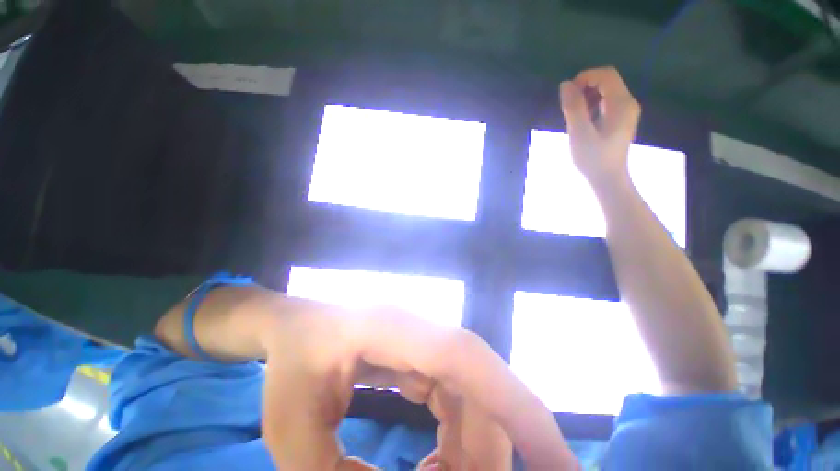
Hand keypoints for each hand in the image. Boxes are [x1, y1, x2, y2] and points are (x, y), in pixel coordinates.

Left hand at [258, 301, 579, 469]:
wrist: (296, 325)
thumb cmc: (290, 362)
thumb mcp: (291, 427)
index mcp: (394, 329)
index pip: (467, 359)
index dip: (518, 407)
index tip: (561, 464)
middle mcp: (421, 330)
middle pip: (478, 387)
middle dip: (488, 454)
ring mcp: (425, 340)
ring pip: (473, 396)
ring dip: (470, 452)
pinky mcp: (423, 355)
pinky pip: (457, 398)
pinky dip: (457, 440)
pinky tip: (435, 466)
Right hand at [560, 66, 639, 186]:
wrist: (607, 179)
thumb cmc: (593, 159)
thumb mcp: (579, 133)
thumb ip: (573, 108)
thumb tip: (565, 84)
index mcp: (621, 104)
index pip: (606, 75)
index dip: (585, 78)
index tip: (568, 95)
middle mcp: (628, 103)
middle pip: (607, 81)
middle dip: (585, 87)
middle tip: (569, 107)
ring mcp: (626, 111)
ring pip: (606, 91)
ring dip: (587, 97)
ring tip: (574, 116)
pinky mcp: (620, 120)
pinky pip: (606, 103)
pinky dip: (592, 105)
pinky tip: (583, 121)